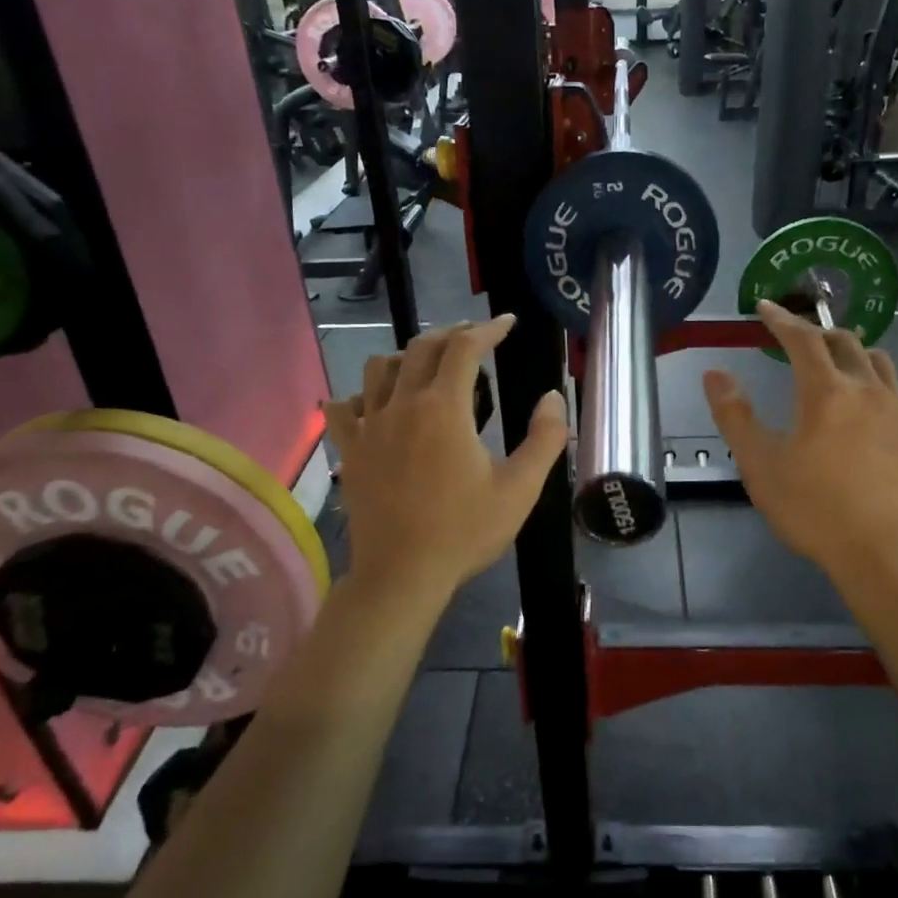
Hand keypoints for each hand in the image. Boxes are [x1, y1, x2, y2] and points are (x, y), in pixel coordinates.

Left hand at [325, 316, 565, 597]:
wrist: (402, 574)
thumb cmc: (465, 531)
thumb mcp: (520, 489)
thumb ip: (544, 439)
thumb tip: (553, 397)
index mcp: (444, 408)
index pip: (465, 348)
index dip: (488, 328)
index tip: (507, 323)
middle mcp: (402, 405)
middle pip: (421, 347)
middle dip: (452, 334)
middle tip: (475, 338)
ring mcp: (369, 426)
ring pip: (379, 368)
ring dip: (406, 357)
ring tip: (428, 367)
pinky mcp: (350, 451)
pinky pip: (344, 407)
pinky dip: (360, 396)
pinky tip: (375, 406)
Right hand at [703, 301, 897, 580]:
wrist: (880, 552)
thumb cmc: (812, 508)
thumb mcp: (760, 464)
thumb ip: (735, 415)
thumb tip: (715, 373)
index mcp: (826, 392)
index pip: (802, 339)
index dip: (781, 319)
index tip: (764, 307)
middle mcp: (867, 389)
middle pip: (843, 341)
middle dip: (815, 331)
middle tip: (793, 337)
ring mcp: (897, 410)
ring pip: (876, 360)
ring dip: (850, 350)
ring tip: (832, 361)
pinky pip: (892, 388)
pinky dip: (871, 379)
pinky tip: (862, 404)